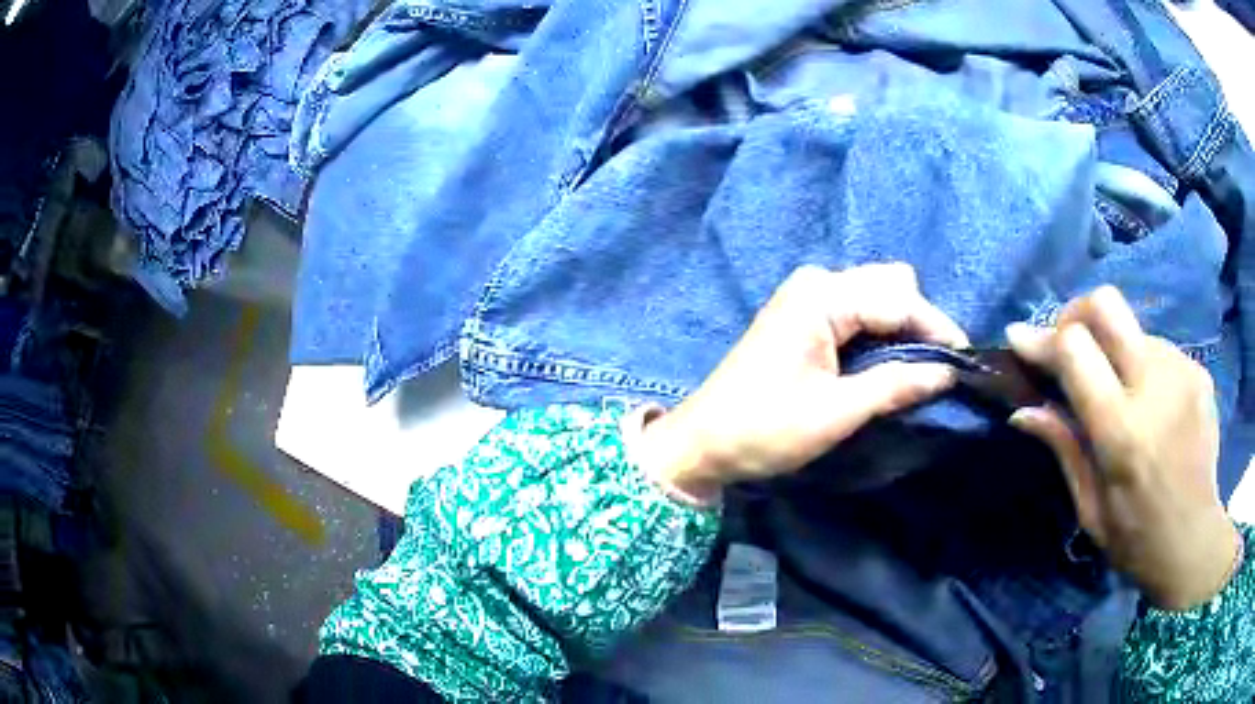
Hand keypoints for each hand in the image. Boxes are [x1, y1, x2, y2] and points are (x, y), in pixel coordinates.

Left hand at [637, 263, 967, 501]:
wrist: (704, 441)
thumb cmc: (765, 428)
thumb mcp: (838, 412)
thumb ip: (897, 385)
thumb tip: (948, 373)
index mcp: (823, 296)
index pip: (900, 299)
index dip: (938, 329)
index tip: (966, 362)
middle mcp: (816, 283)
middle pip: (891, 286)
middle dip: (921, 323)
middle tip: (940, 368)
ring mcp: (808, 296)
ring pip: (877, 296)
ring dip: (903, 327)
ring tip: (920, 369)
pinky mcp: (804, 316)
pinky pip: (858, 311)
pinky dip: (881, 332)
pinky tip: (891, 361)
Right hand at [1007, 286, 1240, 610]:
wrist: (1194, 540)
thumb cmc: (1136, 539)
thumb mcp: (1090, 508)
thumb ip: (1063, 448)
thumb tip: (1023, 410)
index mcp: (1123, 432)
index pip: (1075, 349)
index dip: (1042, 339)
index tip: (1019, 339)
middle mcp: (1156, 386)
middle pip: (1106, 304)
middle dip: (1075, 314)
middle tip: (1065, 345)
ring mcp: (1182, 371)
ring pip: (1132, 327)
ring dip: (1112, 348)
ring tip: (1113, 388)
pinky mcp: (1197, 370)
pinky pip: (1158, 347)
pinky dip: (1140, 363)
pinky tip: (1145, 400)